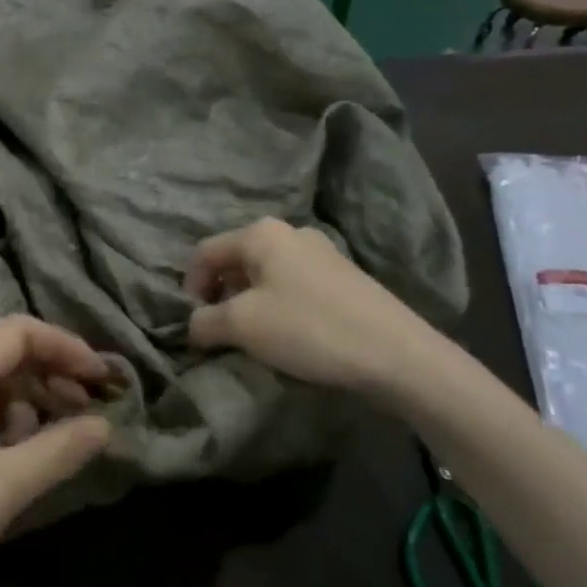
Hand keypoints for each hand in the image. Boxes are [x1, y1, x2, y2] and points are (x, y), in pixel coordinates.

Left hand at [0, 316, 112, 586]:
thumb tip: (104, 425)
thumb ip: (58, 451)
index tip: (103, 380)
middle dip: (48, 365)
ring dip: (24, 392)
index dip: (66, 346)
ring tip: (51, 435)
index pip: (18, 331)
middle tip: (83, 403)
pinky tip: (10, 453)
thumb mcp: (1, 491)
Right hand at [185, 217, 443, 403]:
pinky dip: (278, 307)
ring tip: (254, 338)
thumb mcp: (242, 326)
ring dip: (249, 304)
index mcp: (261, 233)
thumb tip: (193, 325)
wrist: (396, 354)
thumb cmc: (308, 328)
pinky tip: (290, 336)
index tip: (195, 325)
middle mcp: (290, 232)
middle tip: (221, 332)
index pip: (204, 253)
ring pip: (265, 275)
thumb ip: (204, 321)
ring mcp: (321, 253)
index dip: (190, 288)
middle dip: (220, 295)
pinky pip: (293, 286)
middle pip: (236, 260)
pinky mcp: (343, 277)